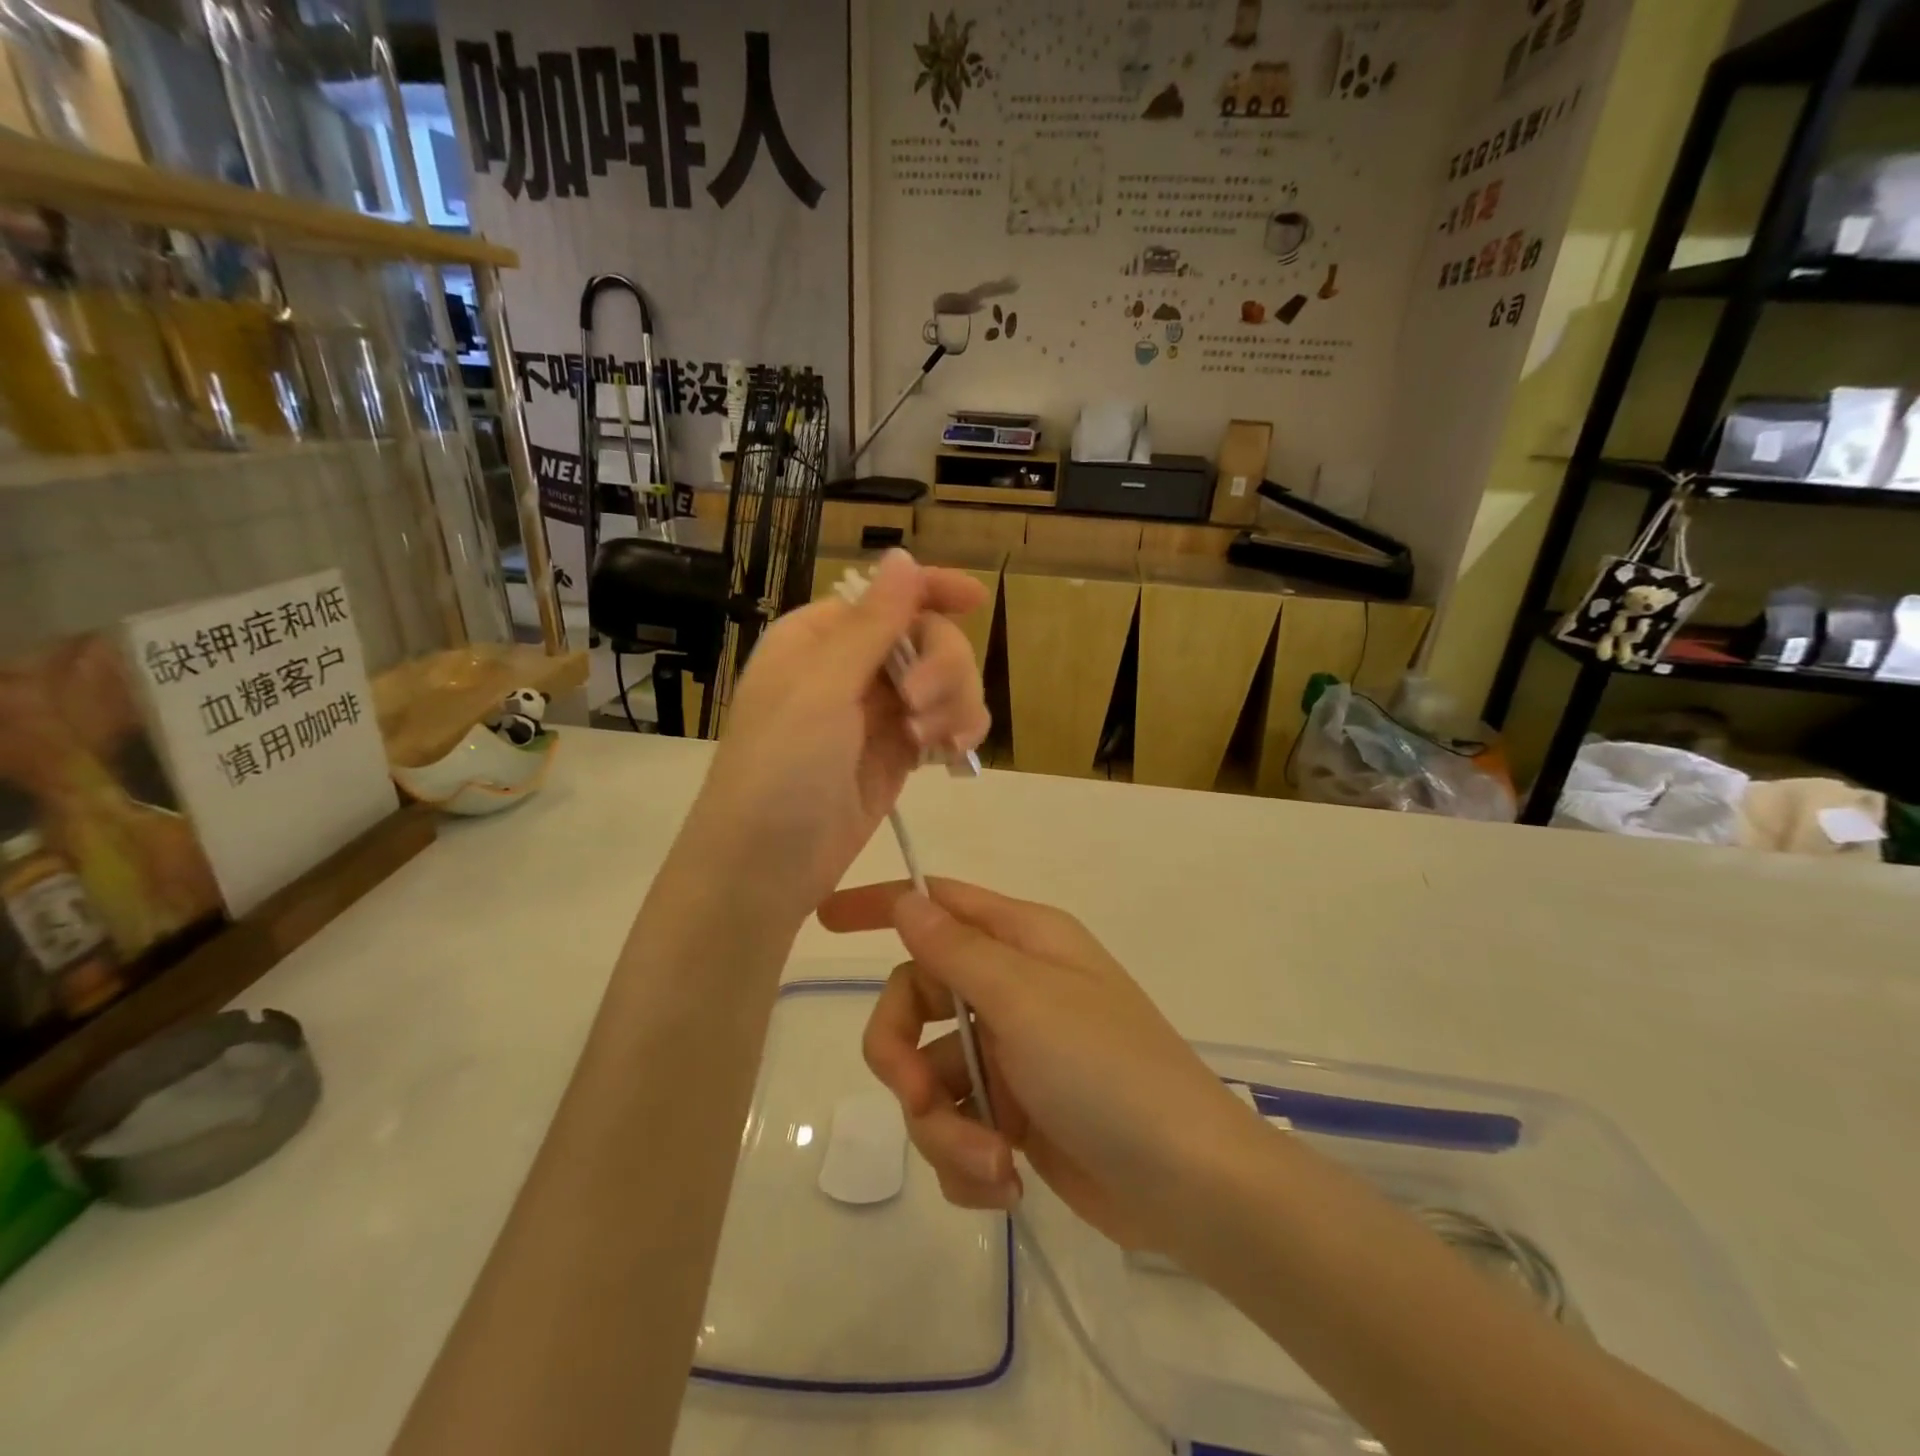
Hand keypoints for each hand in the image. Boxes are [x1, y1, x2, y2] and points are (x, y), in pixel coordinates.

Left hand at [686, 551, 989, 922]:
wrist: (763, 869)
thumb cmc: (779, 771)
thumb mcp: (822, 690)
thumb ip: (871, 625)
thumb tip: (900, 555)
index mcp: (819, 637)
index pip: (886, 596)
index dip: (932, 590)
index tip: (975, 600)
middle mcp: (850, 668)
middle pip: (927, 638)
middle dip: (942, 667)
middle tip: (922, 707)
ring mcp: (876, 714)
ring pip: (944, 682)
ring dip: (954, 703)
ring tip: (931, 744)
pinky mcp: (897, 755)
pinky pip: (944, 724)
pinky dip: (958, 731)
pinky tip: (953, 755)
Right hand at [818, 878, 1257, 1251]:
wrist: (1188, 1185)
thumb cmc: (1108, 1069)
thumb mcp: (1026, 1000)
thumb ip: (956, 950)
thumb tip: (906, 902)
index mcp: (1022, 943)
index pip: (938, 905)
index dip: (882, 907)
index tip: (825, 922)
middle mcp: (1013, 990)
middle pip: (916, 1001)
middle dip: (900, 1055)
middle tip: (914, 1099)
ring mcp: (1012, 1056)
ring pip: (930, 1078)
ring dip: (944, 1129)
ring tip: (991, 1164)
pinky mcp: (1015, 1117)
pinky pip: (957, 1127)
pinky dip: (968, 1159)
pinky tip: (1005, 1183)